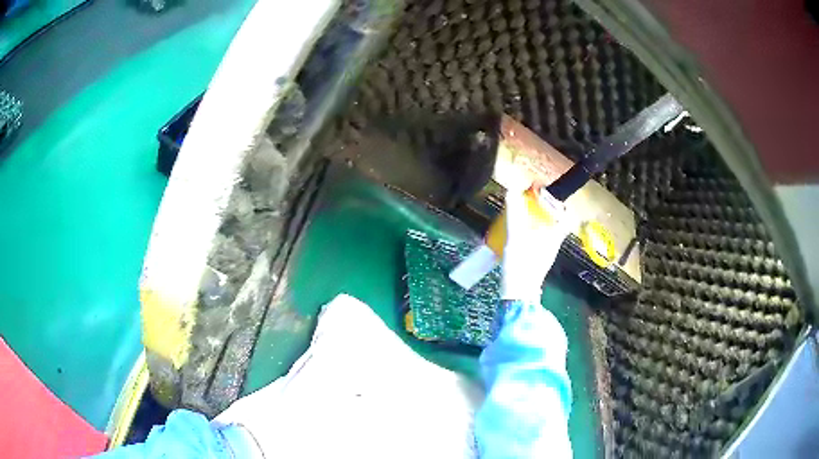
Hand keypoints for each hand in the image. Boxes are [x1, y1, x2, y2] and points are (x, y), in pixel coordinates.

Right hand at [500, 186, 571, 302]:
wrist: (517, 295)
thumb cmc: (521, 266)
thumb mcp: (516, 237)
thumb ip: (514, 215)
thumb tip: (512, 190)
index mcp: (554, 236)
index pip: (565, 216)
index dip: (559, 203)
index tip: (546, 192)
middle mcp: (553, 243)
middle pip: (555, 222)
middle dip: (545, 209)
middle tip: (530, 200)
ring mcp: (545, 253)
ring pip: (546, 231)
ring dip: (536, 220)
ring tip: (521, 213)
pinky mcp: (536, 260)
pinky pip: (537, 240)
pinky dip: (530, 232)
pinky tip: (517, 233)